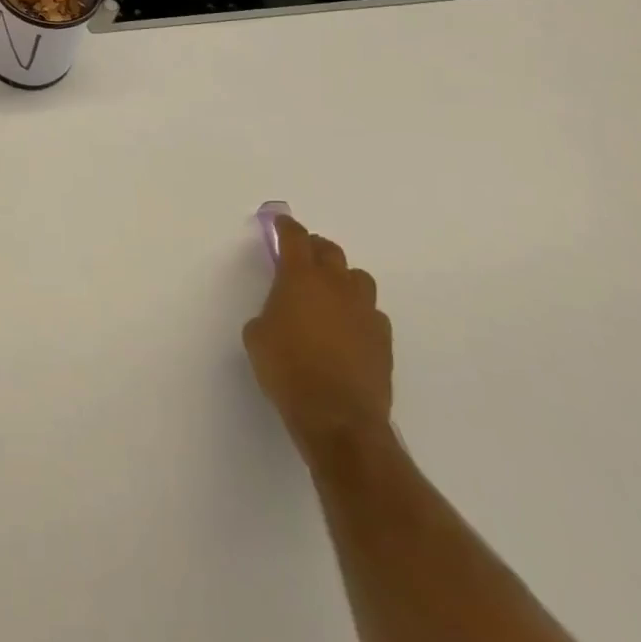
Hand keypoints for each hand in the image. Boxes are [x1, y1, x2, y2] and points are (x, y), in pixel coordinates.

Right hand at [243, 216, 392, 456]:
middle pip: (330, 250)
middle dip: (315, 249)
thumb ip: (268, 312)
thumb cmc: (287, 369)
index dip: (286, 227)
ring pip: (358, 278)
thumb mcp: (257, 336)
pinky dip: (359, 313)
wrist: (338, 417)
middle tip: (303, 258)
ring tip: (330, 293)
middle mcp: (335, 285)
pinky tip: (349, 329)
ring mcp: (364, 311)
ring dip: (342, 278)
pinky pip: (372, 313)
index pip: (295, 237)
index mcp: (300, 277)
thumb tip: (280, 315)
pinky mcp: (383, 340)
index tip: (281, 224)